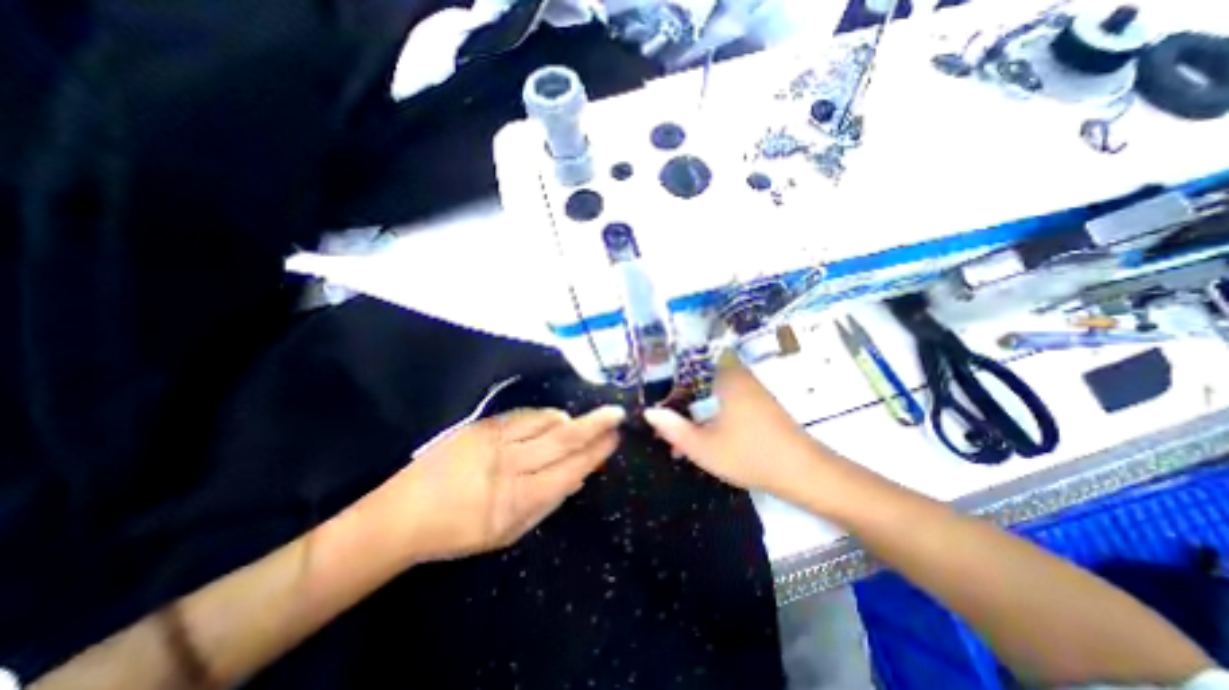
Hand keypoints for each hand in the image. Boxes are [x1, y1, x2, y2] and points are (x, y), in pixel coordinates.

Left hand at [377, 407, 623, 563]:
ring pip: (545, 421)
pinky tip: (552, 420)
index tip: (615, 438)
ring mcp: (495, 441)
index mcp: (517, 500)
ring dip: (568, 420)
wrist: (404, 513)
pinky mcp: (482, 426)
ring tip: (580, 423)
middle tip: (616, 413)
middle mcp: (510, 465)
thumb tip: (579, 476)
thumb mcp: (510, 531)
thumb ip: (548, 503)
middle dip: (595, 425)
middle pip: (562, 439)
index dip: (596, 453)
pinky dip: (544, 416)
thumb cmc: (460, 532)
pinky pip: (524, 414)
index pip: (570, 469)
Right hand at [643, 359, 824, 499]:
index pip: (694, 358)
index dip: (672, 364)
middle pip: (701, 374)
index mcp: (726, 378)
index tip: (655, 377)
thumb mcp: (704, 447)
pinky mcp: (759, 405)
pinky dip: (710, 411)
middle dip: (680, 391)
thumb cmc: (750, 455)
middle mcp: (739, 377)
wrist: (803, 473)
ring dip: (695, 405)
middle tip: (663, 407)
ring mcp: (751, 390)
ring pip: (713, 390)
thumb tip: (649, 412)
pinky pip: (726, 399)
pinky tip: (702, 434)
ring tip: (678, 428)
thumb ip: (674, 429)